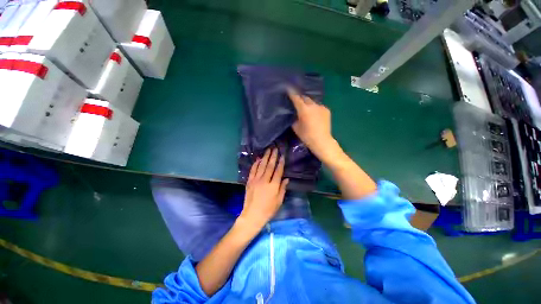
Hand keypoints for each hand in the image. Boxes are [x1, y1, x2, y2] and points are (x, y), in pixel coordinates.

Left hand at [240, 148, 288, 228]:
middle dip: (273, 156)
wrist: (252, 215)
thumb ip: (282, 189)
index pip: (278, 171)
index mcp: (273, 186)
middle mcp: (264, 180)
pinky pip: (253, 170)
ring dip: (265, 157)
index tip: (282, 155)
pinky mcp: (249, 181)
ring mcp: (256, 180)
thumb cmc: (268, 210)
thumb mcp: (279, 201)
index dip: (281, 163)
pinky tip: (258, 159)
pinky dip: (256, 164)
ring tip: (268, 150)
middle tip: (275, 148)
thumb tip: (286, 179)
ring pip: (261, 166)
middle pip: (270, 166)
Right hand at [287, 87, 336, 159]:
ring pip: (312, 102)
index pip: (296, 98)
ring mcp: (321, 107)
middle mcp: (313, 105)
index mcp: (304, 109)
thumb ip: (294, 118)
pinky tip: (314, 114)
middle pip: (305, 98)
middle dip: (300, 98)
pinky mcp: (327, 110)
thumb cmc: (306, 136)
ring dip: (308, 103)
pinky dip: (315, 108)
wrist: (322, 141)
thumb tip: (294, 113)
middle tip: (297, 101)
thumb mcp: (296, 127)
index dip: (291, 93)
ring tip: (306, 108)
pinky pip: (318, 106)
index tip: (288, 89)